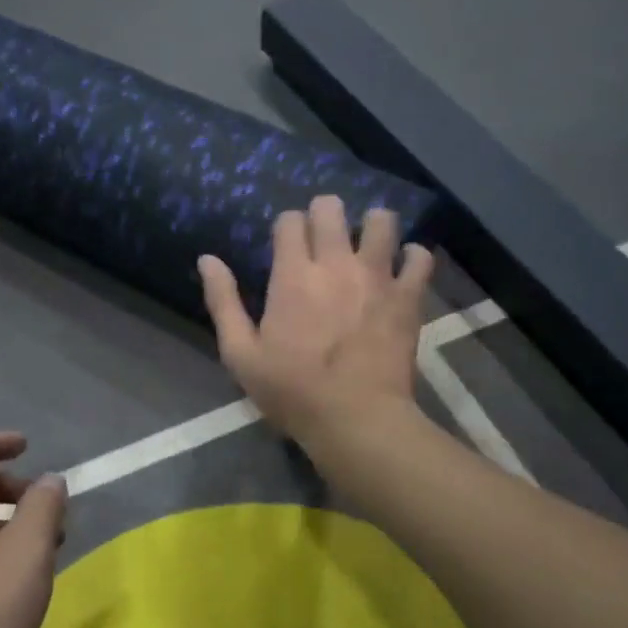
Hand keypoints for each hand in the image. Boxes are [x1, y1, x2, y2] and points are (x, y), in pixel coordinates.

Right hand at [198, 196, 432, 440]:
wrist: (356, 419)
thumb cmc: (292, 390)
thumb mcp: (240, 354)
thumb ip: (223, 302)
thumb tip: (207, 258)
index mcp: (292, 275)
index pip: (289, 220)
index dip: (286, 226)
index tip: (285, 246)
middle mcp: (336, 263)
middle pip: (332, 208)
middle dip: (324, 213)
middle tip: (323, 237)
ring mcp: (377, 276)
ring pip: (382, 221)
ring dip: (372, 225)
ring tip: (366, 244)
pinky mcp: (408, 296)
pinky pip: (420, 258)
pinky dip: (413, 256)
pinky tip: (403, 266)